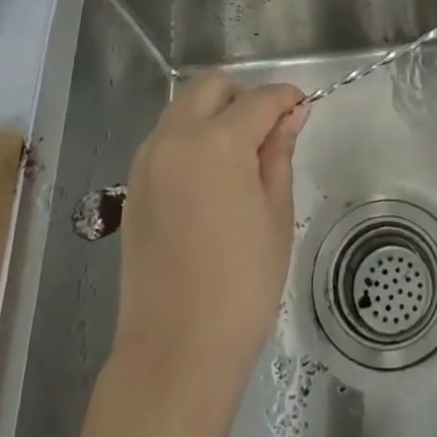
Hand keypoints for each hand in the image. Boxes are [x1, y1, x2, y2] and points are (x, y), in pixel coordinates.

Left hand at [113, 75, 307, 385]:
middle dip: (244, 96)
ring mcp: (148, 160)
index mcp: (217, 142)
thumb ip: (279, 153)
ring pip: (184, 108)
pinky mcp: (134, 184)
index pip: (260, 99)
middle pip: (212, 87)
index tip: (303, 110)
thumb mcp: (276, 213)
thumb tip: (291, 114)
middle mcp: (175, 138)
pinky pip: (166, 138)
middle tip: (268, 132)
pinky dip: (191, 137)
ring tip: (240, 156)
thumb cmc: (242, 282)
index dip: (286, 99)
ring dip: (214, 113)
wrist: (176, 348)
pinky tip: (210, 176)